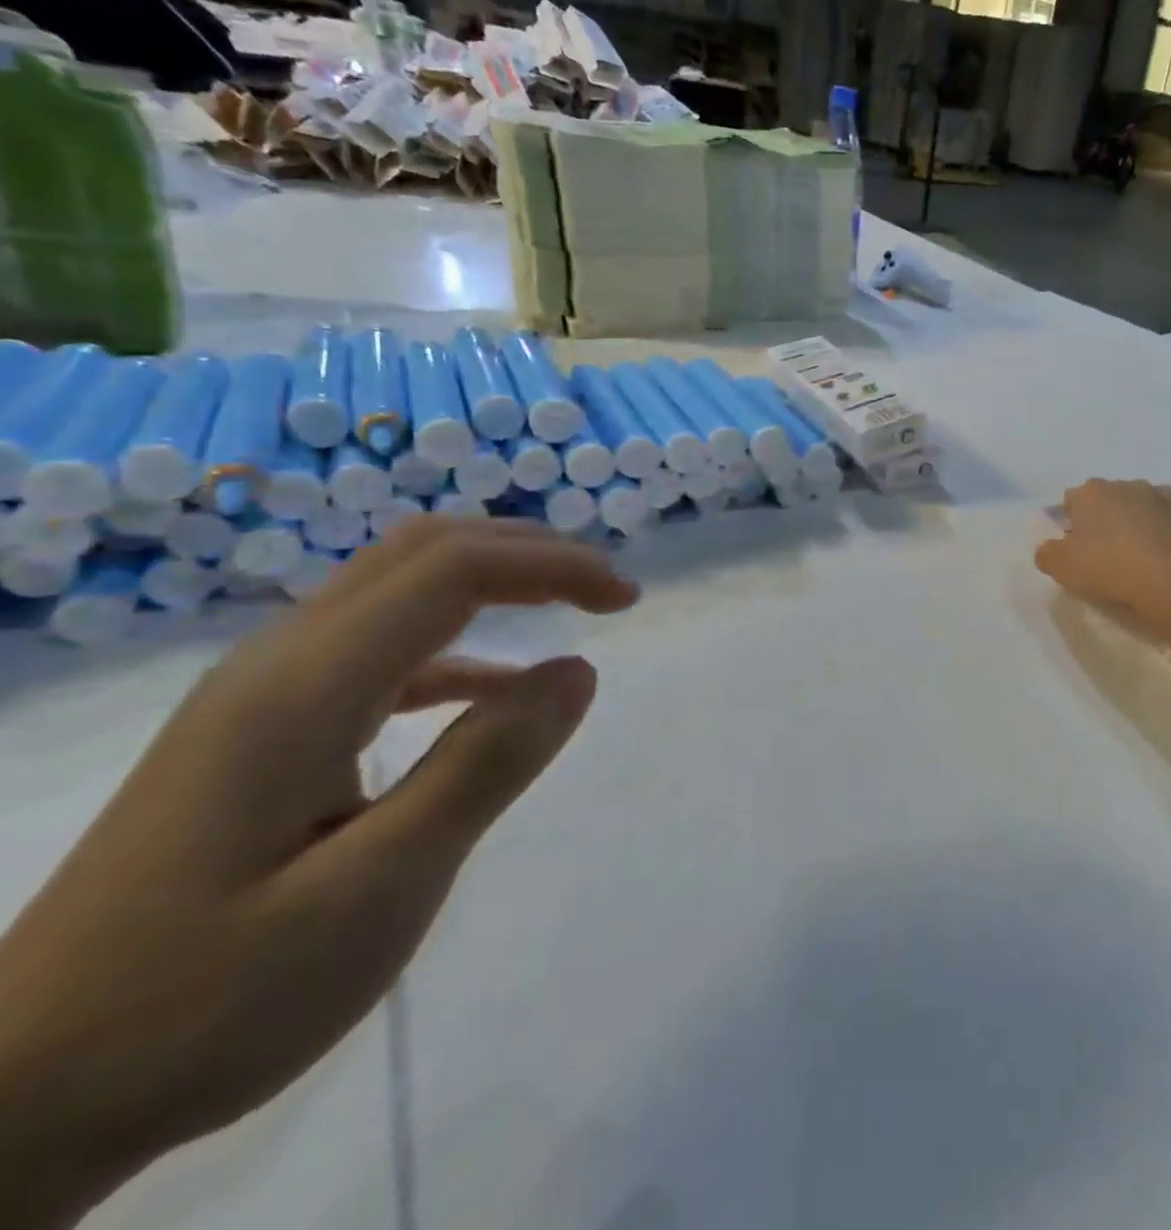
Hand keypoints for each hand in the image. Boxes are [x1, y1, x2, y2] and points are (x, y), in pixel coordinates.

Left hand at [0, 517, 637, 1227]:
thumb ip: (483, 767)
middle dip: (530, 552)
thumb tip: (576, 671)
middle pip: (422, 551)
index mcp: (304, 687)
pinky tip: (494, 687)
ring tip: (570, 611)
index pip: (452, 569)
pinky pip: (380, 647)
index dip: (554, 563)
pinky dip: (458, 640)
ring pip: (398, 587)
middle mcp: (279, 663)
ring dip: (495, 581)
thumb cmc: (209, 1000)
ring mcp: (263, 693)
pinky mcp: (263, 728)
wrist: (21, 1101)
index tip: (627, 602)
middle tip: (608, 592)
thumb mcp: (377, 890)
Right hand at [1035, 480, 1170, 638]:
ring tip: (1138, 560)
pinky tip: (1166, 566)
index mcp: (1094, 493)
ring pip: (1146, 510)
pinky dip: (1169, 541)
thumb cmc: (1110, 570)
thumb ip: (1047, 554)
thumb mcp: (1061, 568)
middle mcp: (1131, 487)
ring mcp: (1168, 501)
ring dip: (1140, 526)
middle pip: (1111, 501)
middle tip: (1103, 555)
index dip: (1070, 522)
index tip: (1072, 547)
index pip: (1073, 499)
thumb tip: (1050, 548)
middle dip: (1106, 520)